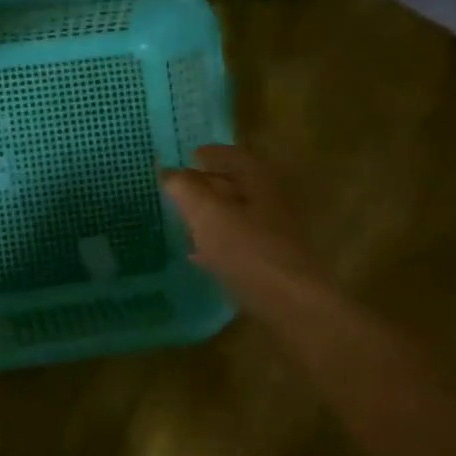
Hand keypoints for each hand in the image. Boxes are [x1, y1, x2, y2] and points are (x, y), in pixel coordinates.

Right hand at [160, 145, 324, 303]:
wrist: (288, 301)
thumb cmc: (247, 249)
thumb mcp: (207, 213)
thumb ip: (185, 188)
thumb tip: (167, 171)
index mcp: (260, 179)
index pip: (233, 155)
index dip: (210, 154)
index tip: (189, 156)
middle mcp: (272, 200)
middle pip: (237, 184)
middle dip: (209, 185)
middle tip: (180, 189)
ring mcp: (274, 232)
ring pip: (238, 215)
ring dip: (212, 214)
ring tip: (185, 219)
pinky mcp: (271, 261)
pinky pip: (239, 243)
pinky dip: (218, 241)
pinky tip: (199, 254)